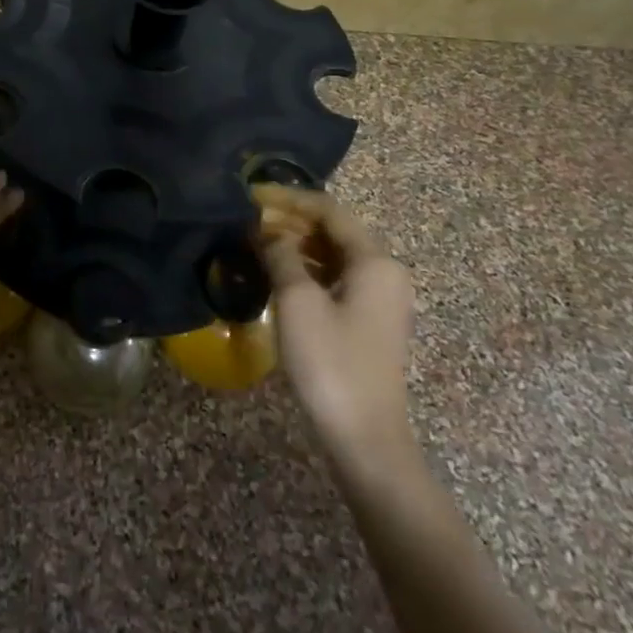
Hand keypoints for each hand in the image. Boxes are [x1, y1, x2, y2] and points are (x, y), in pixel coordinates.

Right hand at [257, 188, 416, 469]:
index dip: (289, 199)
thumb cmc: (331, 362)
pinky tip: (277, 273)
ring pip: (333, 255)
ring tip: (255, 242)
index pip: (330, 211)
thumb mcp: (297, 302)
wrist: (364, 437)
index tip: (251, 195)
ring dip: (296, 244)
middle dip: (291, 221)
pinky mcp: (368, 320)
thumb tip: (263, 229)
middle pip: (334, 231)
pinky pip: (335, 278)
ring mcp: (379, 298)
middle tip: (248, 220)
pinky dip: (306, 269)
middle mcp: (384, 272)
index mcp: (375, 261)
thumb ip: (279, 254)